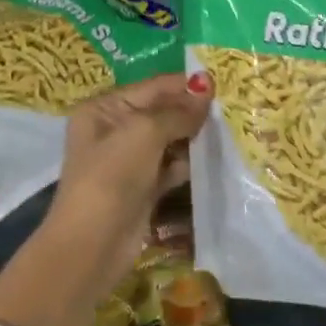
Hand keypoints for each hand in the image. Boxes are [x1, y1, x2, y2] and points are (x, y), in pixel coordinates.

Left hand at [40, 72, 211, 296]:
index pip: (151, 88)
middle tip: (232, 108)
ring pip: (169, 141)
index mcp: (104, 109)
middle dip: (192, 111)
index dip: (184, 85)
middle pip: (161, 113)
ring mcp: (128, 162)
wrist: (94, 242)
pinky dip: (189, 163)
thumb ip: (177, 112)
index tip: (222, 83)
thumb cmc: (112, 176)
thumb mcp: (143, 133)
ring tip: (229, 130)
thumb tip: (206, 90)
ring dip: (194, 137)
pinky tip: (214, 158)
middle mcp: (114, 131)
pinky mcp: (143, 188)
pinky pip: (171, 167)